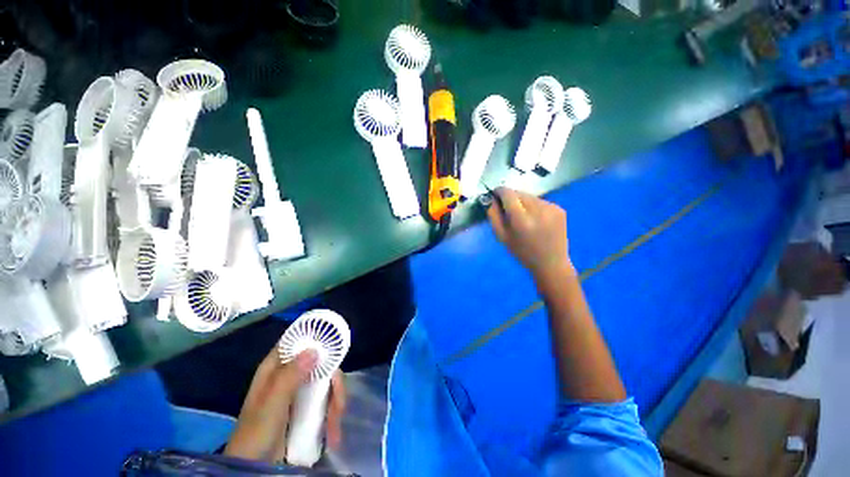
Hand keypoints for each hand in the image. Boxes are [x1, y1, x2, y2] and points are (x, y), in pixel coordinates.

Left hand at [224, 346, 345, 463]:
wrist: (254, 467)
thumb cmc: (256, 432)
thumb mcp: (271, 404)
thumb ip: (290, 376)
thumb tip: (315, 349)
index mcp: (276, 368)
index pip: (296, 341)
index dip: (315, 337)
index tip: (335, 343)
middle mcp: (290, 374)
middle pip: (320, 362)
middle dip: (333, 380)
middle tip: (338, 398)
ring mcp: (301, 391)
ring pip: (327, 381)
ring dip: (336, 400)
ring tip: (335, 423)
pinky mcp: (308, 406)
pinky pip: (327, 399)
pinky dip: (333, 411)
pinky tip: (333, 431)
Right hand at [487, 187, 574, 284]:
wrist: (551, 263)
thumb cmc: (522, 253)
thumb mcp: (502, 237)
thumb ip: (493, 216)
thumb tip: (490, 198)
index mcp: (521, 220)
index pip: (508, 194)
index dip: (499, 191)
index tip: (495, 194)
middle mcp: (538, 210)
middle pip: (519, 193)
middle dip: (511, 198)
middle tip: (508, 210)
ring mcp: (551, 208)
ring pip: (530, 196)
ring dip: (522, 202)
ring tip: (523, 217)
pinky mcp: (560, 209)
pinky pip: (540, 201)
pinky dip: (534, 206)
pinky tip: (536, 220)